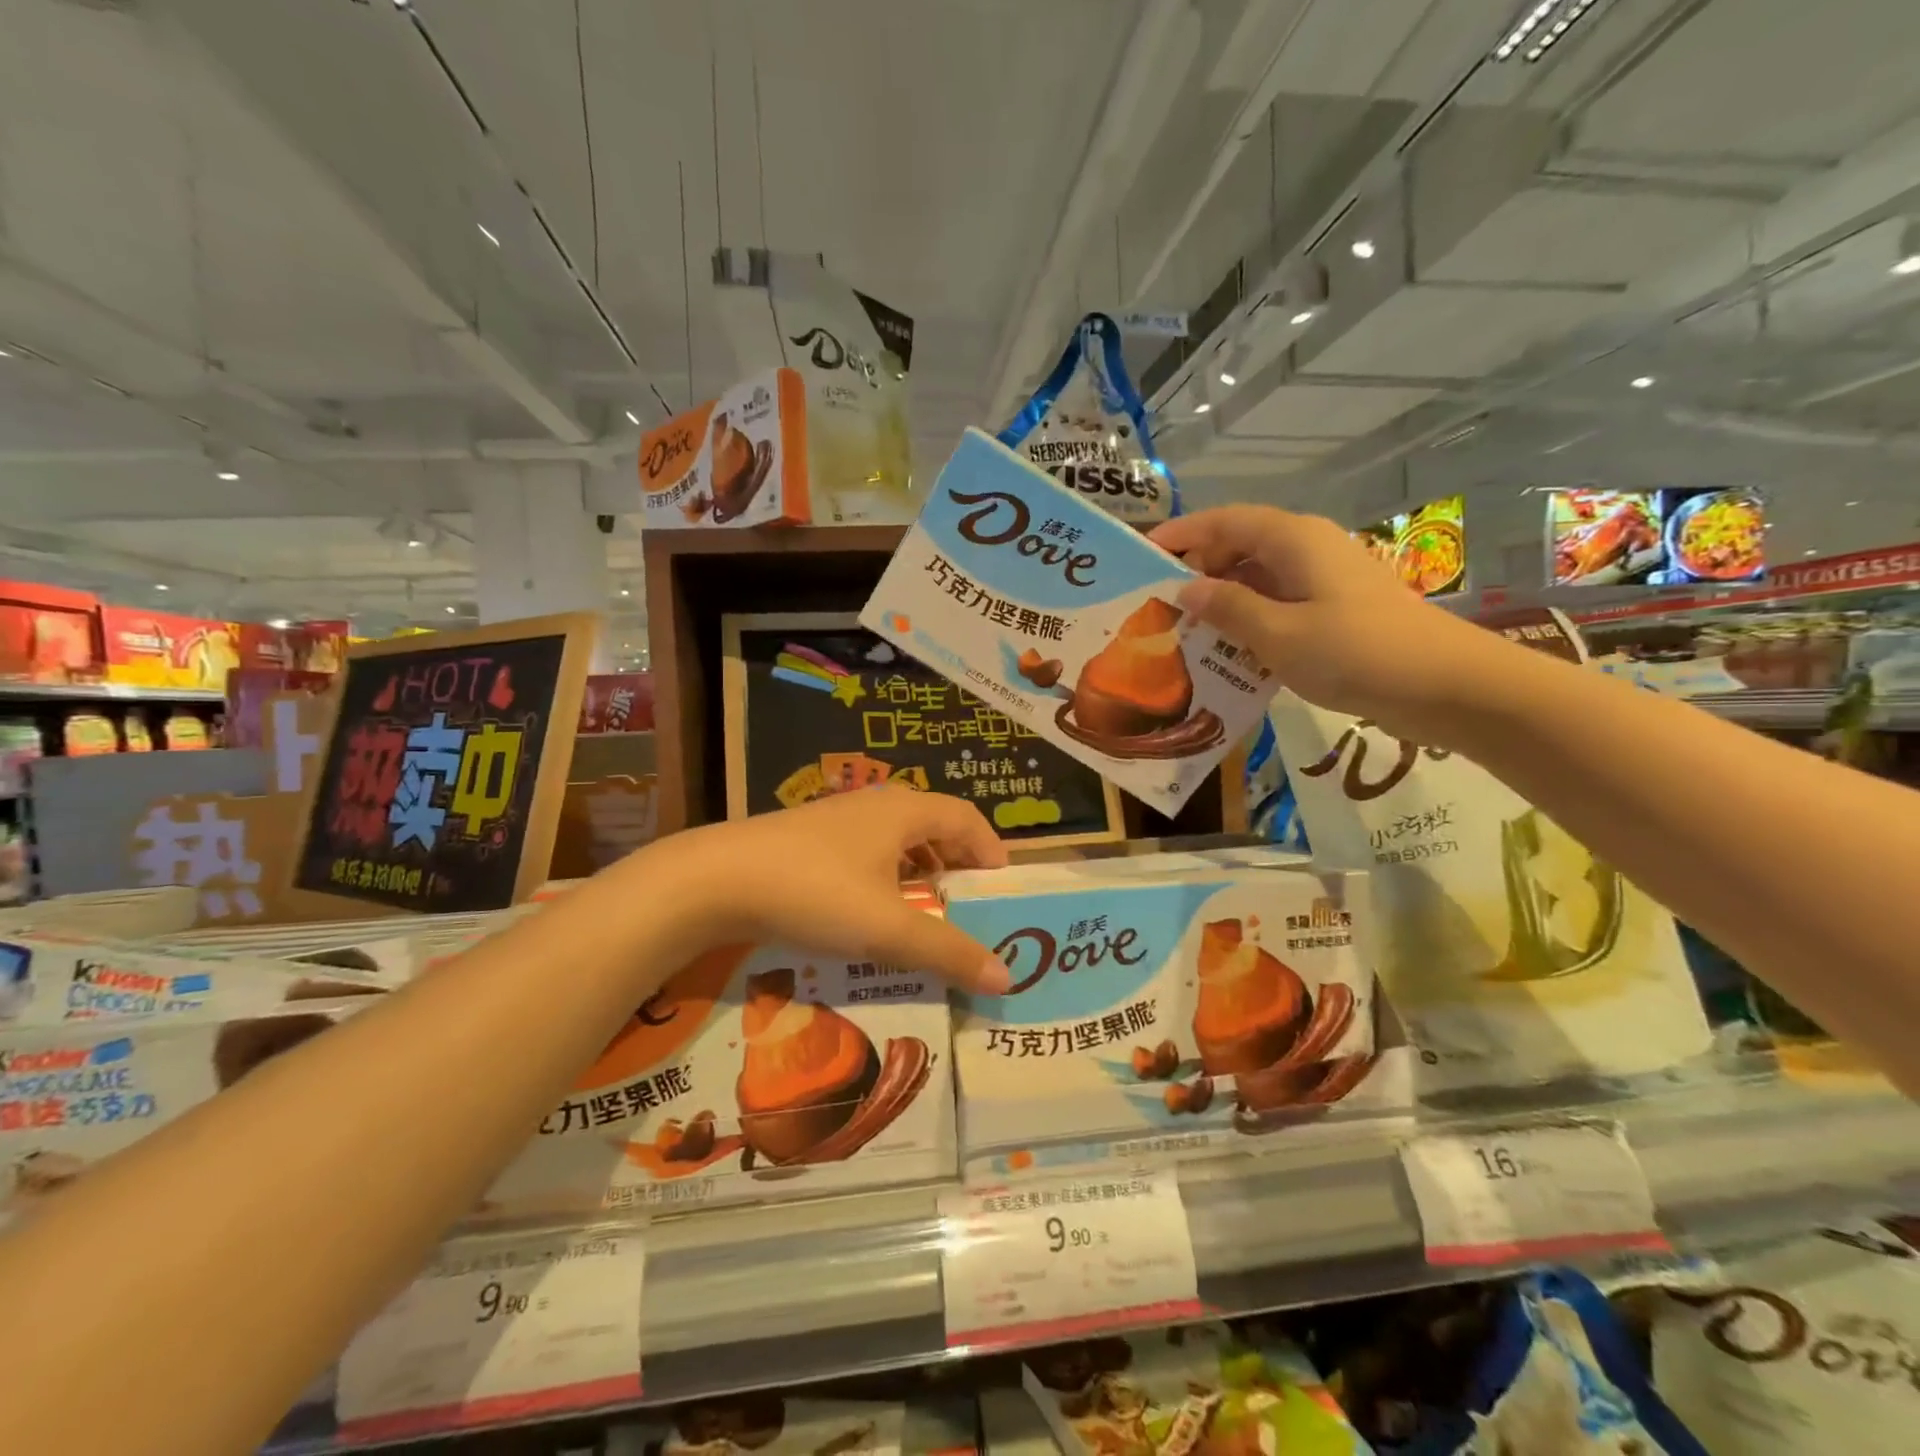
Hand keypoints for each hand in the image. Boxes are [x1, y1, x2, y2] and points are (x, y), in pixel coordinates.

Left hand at [654, 787, 1012, 993]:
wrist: (715, 879)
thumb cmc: (814, 892)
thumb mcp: (887, 928)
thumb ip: (947, 951)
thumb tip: (1004, 977)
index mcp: (904, 811)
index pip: (966, 818)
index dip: (991, 849)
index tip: (1002, 889)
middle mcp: (875, 805)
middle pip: (934, 824)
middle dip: (957, 862)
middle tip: (969, 904)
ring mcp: (837, 819)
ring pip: (897, 839)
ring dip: (920, 870)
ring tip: (926, 910)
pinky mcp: (808, 839)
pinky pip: (866, 851)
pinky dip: (886, 876)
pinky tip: (872, 909)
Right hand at [1150, 505, 1499, 739]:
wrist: (1446, 685)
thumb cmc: (1356, 652)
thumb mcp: (1278, 635)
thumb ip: (1228, 608)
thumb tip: (1186, 589)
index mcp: (1292, 540)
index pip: (1224, 521)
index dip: (1182, 533)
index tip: (1143, 554)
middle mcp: (1307, 549)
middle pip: (1240, 545)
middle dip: (1198, 569)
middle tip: (1158, 604)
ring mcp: (1325, 579)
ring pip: (1258, 577)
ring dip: (1222, 599)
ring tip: (1185, 631)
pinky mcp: (1336, 608)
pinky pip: (1278, 603)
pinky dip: (1249, 619)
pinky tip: (1229, 651)